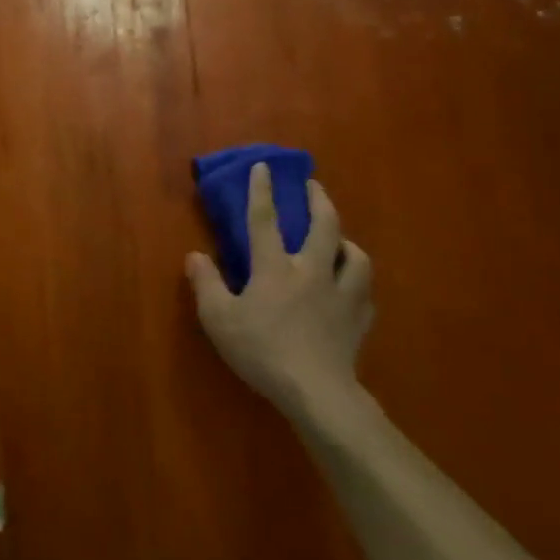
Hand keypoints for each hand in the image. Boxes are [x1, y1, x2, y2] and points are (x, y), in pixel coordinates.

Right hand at [186, 164, 374, 420]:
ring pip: (354, 255)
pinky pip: (364, 291)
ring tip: (339, 239)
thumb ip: (205, 283)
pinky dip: (357, 281)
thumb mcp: (218, 319)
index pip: (265, 219)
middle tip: (314, 187)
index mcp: (274, 267)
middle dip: (319, 200)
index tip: (264, 166)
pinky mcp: (359, 320)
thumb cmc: (262, 351)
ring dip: (346, 241)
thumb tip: (195, 256)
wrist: (317, 393)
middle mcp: (311, 271)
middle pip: (323, 226)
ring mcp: (341, 295)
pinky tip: (352, 286)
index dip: (262, 190)